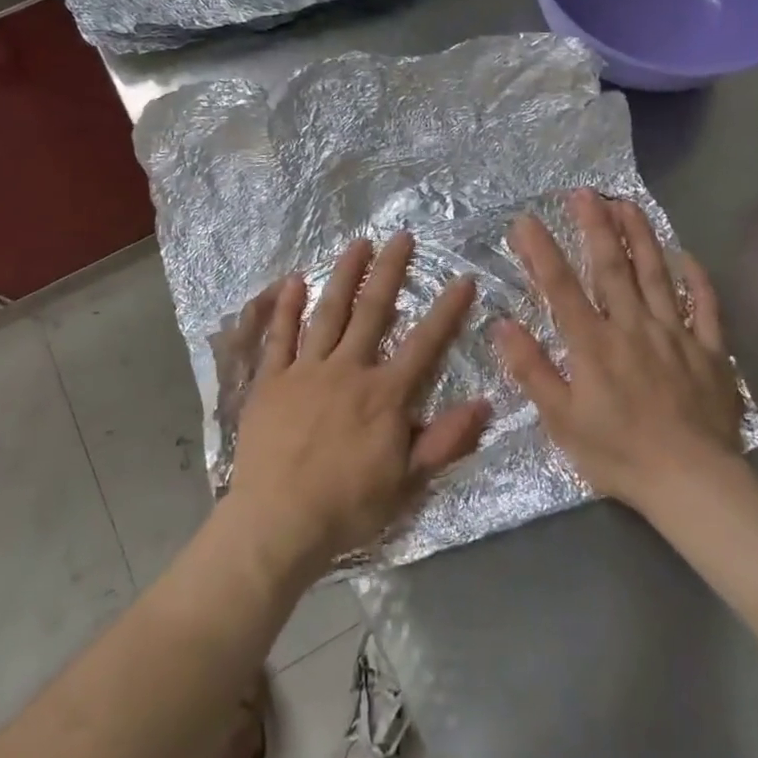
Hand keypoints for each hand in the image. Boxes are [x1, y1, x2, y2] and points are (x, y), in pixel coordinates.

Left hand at [227, 232, 487, 573]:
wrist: (278, 522)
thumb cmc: (348, 506)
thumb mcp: (408, 482)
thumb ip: (446, 440)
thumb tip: (487, 403)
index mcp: (384, 395)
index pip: (424, 344)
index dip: (446, 311)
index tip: (463, 279)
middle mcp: (347, 370)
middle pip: (372, 312)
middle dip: (390, 272)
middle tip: (401, 236)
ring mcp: (306, 371)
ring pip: (328, 313)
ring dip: (344, 275)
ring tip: (358, 244)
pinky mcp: (271, 380)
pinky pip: (280, 336)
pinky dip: (286, 307)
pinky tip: (293, 281)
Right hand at [494, 189, 746, 513]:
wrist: (694, 482)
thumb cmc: (619, 454)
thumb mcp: (561, 421)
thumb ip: (532, 370)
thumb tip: (502, 326)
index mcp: (593, 344)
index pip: (561, 287)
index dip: (541, 251)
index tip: (526, 220)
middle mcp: (633, 327)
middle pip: (612, 267)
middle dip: (595, 226)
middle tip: (585, 192)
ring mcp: (675, 334)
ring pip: (656, 274)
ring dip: (641, 236)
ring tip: (628, 203)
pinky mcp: (710, 351)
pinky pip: (706, 306)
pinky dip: (697, 278)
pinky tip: (688, 256)